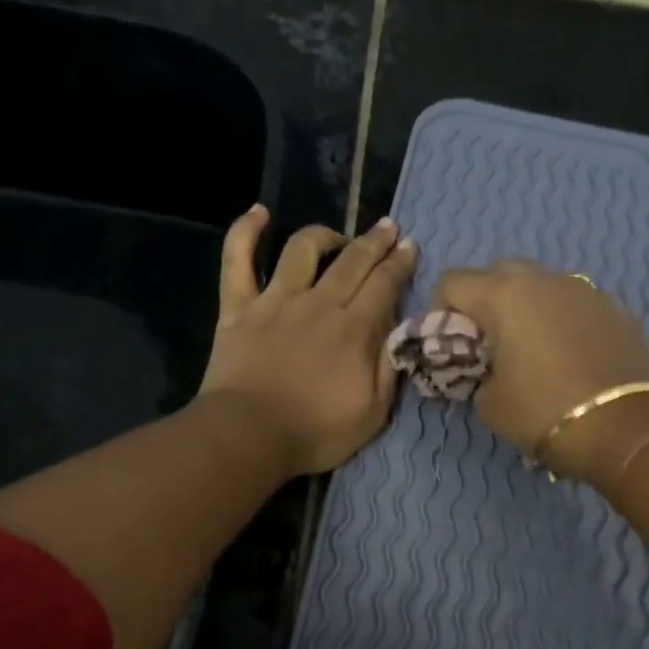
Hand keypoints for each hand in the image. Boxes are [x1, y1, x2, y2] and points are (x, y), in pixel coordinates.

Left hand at [198, 206, 415, 476]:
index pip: (385, 284)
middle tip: (387, 228)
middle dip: (374, 241)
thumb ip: (390, 368)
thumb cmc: (317, 432)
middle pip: (352, 260)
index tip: (410, 247)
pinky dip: (245, 231)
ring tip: (337, 236)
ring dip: (325, 235)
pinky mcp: (238, 308)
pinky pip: (238, 259)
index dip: (400, 263)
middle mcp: (319, 303)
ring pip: (303, 249)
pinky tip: (258, 213)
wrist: (250, 435)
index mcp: (355, 329)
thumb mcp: (374, 412)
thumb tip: (403, 334)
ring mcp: (276, 300)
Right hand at [433, 259, 648, 484]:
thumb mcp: (488, 402)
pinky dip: (563, 321)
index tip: (448, 340)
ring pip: (543, 284)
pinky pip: (576, 304)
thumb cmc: (540, 412)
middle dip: (485, 300)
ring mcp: (585, 290)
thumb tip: (486, 368)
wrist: (619, 428)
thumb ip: (476, 373)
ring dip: (527, 307)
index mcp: (503, 295)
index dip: (440, 309)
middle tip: (488, 340)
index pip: (453, 281)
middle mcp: (544, 279)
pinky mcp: (616, 308)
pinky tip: (570, 355)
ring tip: (532, 346)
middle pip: (499, 272)